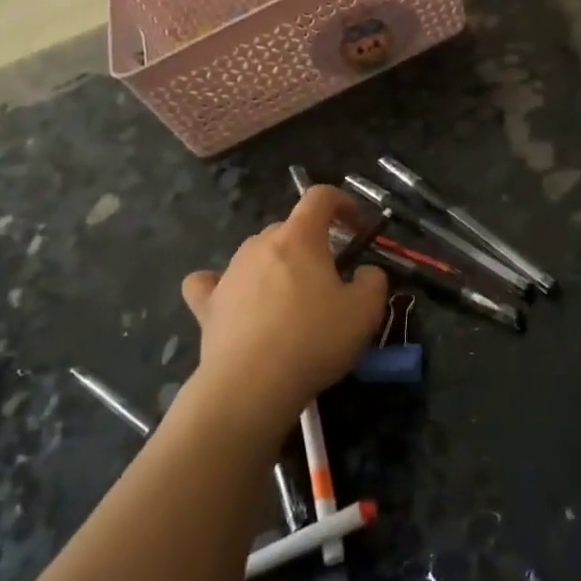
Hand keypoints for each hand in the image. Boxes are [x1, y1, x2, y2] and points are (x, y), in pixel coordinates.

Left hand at [179, 186, 387, 438]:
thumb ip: (374, 280)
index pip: (320, 196)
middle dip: (313, 244)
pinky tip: (232, 299)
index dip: (344, 203)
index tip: (359, 228)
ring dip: (277, 266)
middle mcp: (260, 243)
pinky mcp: (207, 303)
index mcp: (299, 237)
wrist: (252, 385)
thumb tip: (366, 272)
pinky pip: (211, 282)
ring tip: (290, 301)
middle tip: (332, 278)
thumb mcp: (365, 311)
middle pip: (290, 229)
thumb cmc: (314, 339)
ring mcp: (229, 271)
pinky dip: (223, 285)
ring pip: (257, 253)